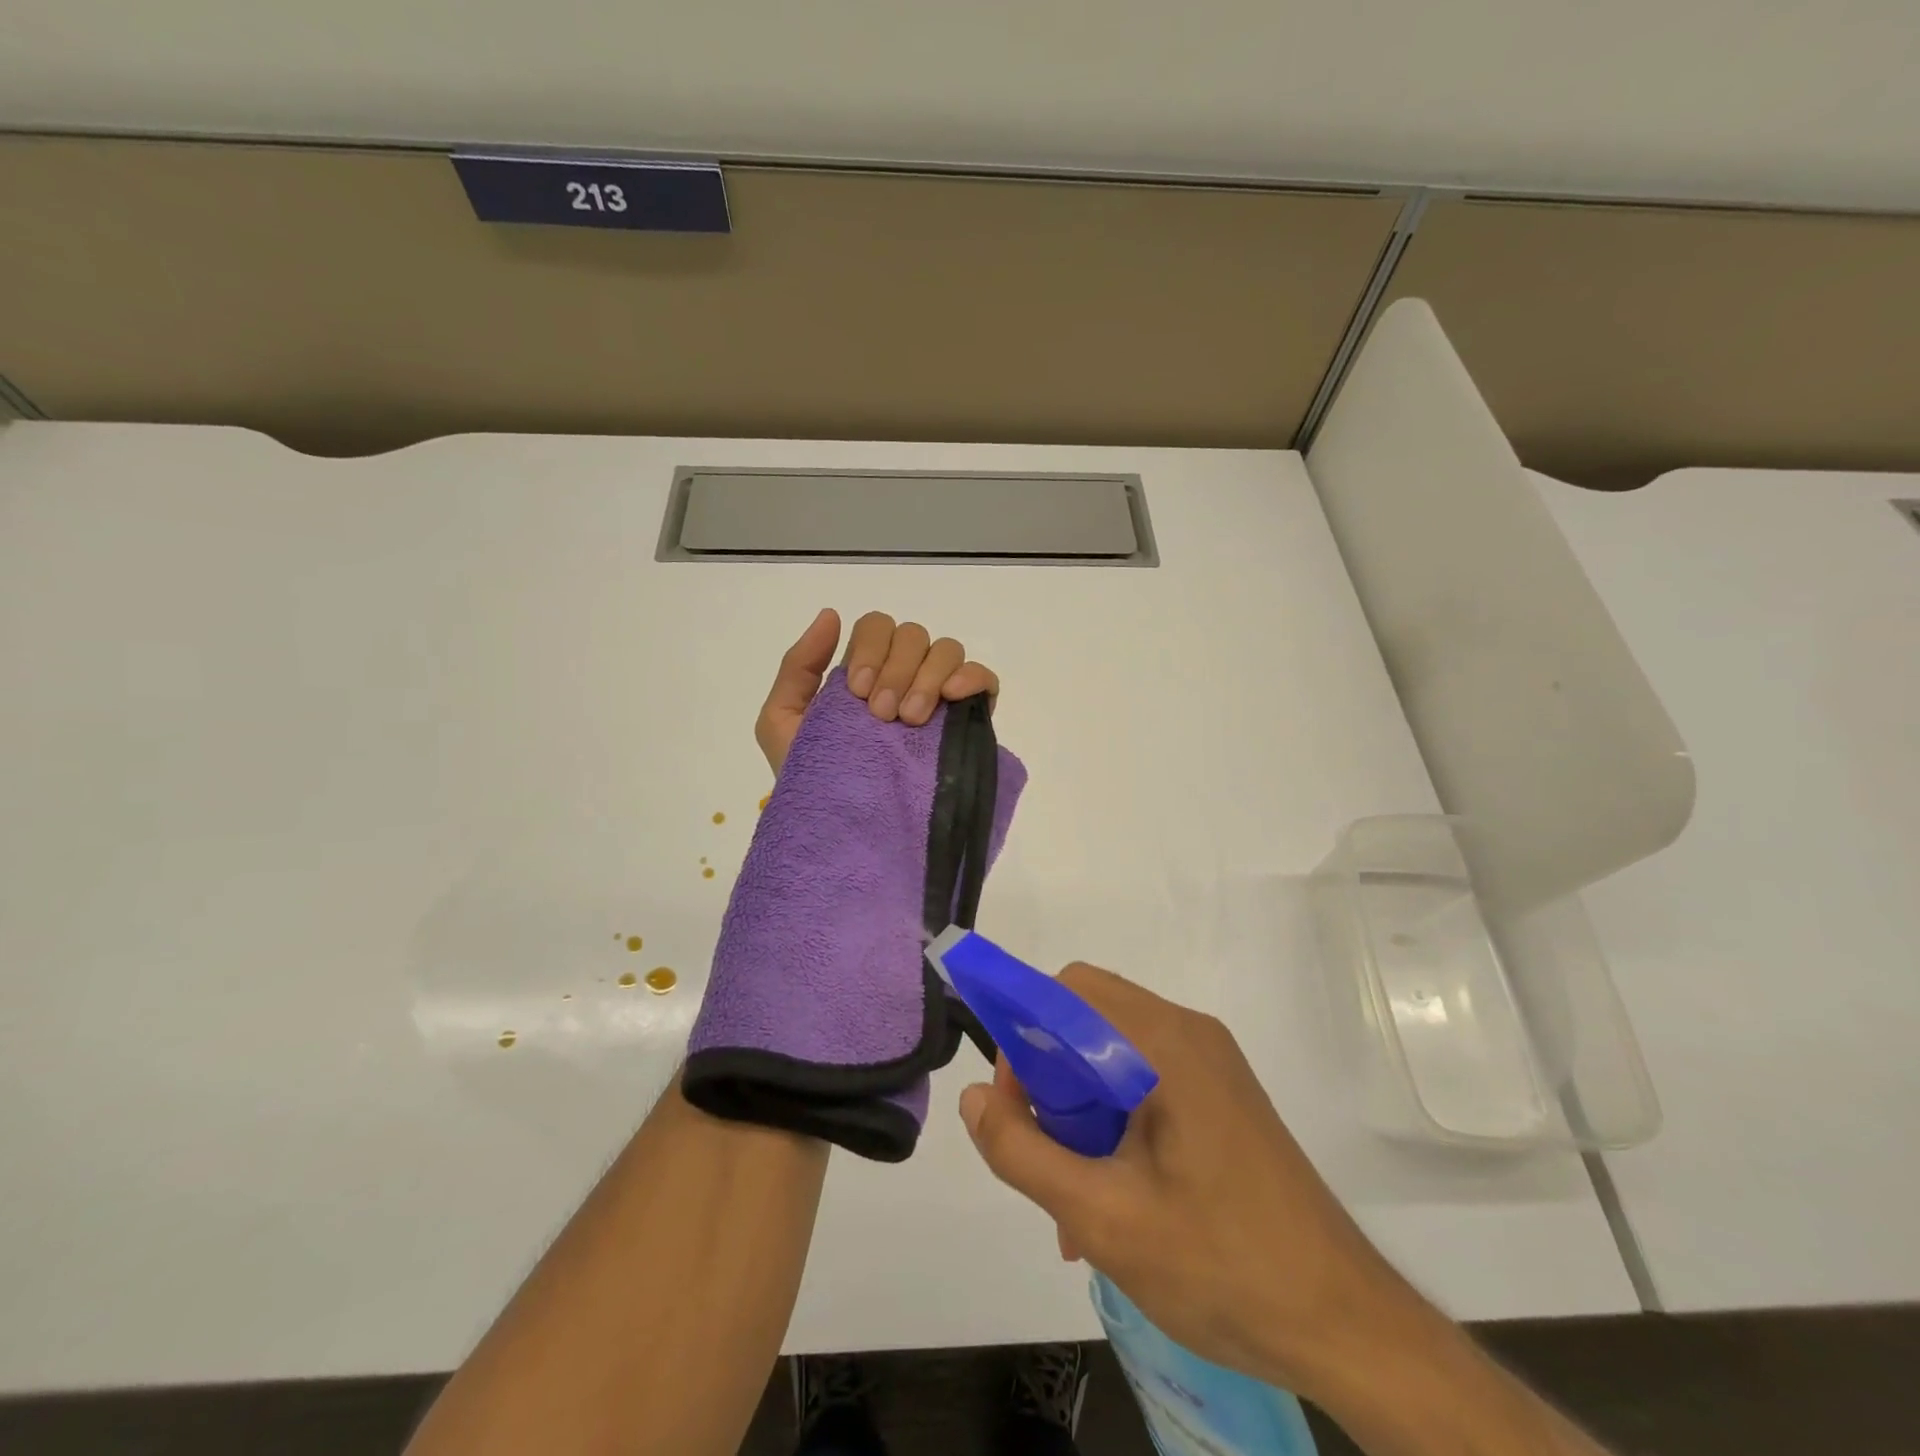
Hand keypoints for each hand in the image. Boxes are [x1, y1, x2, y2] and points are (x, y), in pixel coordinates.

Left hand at [754, 609, 999, 773]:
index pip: (877, 628)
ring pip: (946, 650)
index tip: (858, 694)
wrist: (843, 829)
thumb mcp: (783, 721)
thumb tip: (831, 615)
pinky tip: (953, 698)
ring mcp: (939, 697)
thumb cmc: (811, 777)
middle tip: (883, 715)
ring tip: (912, 721)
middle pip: (912, 634)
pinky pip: (984, 678)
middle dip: (896, 669)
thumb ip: (797, 666)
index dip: (871, 650)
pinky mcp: (969, 720)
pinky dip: (972, 677)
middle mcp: (905, 675)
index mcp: (866, 671)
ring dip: (927, 677)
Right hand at [957, 964, 1429, 1403]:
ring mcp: (1211, 1064)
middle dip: (1047, 1075)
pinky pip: (1143, 1080)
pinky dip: (1111, 1118)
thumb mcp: (1103, 1217)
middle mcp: (1189, 1034)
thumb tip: (974, 1098)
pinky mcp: (1221, 1097)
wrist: (1349, 1327)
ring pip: (1111, 1053)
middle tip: (1040, 1147)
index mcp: (1165, 1042)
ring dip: (1077, 1106)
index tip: (1011, 1102)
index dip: (1022, 1031)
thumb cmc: (1222, 1266)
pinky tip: (1110, 1196)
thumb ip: (1023, 1152)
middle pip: (1088, 1017)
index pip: (1068, 990)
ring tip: (1072, 1192)